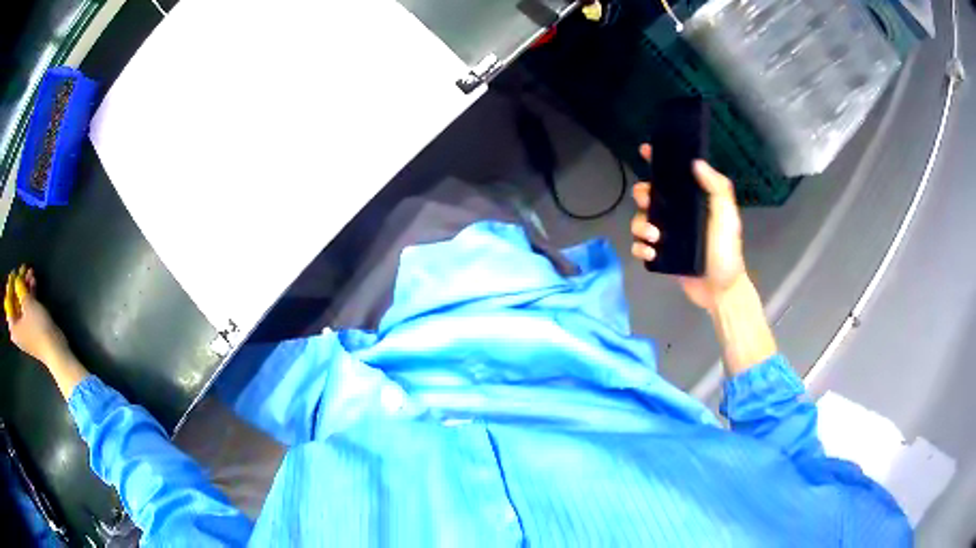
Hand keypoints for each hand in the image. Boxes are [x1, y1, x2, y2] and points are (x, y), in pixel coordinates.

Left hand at [5, 266, 69, 366]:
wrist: (54, 349)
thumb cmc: (38, 329)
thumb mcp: (28, 305)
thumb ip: (20, 290)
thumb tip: (17, 281)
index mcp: (13, 328)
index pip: (8, 304)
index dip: (10, 287)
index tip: (13, 274)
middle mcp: (17, 329)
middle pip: (15, 302)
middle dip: (19, 284)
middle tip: (22, 270)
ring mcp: (25, 329)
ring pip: (22, 303)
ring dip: (26, 287)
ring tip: (30, 272)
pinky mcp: (32, 327)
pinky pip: (28, 308)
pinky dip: (30, 294)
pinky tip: (34, 282)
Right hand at [630, 144, 746, 310]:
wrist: (720, 289)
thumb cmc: (726, 250)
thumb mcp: (727, 216)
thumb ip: (717, 188)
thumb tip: (696, 163)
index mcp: (691, 201)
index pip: (673, 176)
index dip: (658, 162)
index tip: (645, 151)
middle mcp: (677, 215)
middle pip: (648, 195)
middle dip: (643, 195)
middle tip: (649, 203)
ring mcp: (667, 236)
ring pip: (640, 220)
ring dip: (641, 225)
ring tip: (655, 238)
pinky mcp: (661, 256)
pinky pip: (640, 247)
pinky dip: (640, 249)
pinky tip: (651, 254)